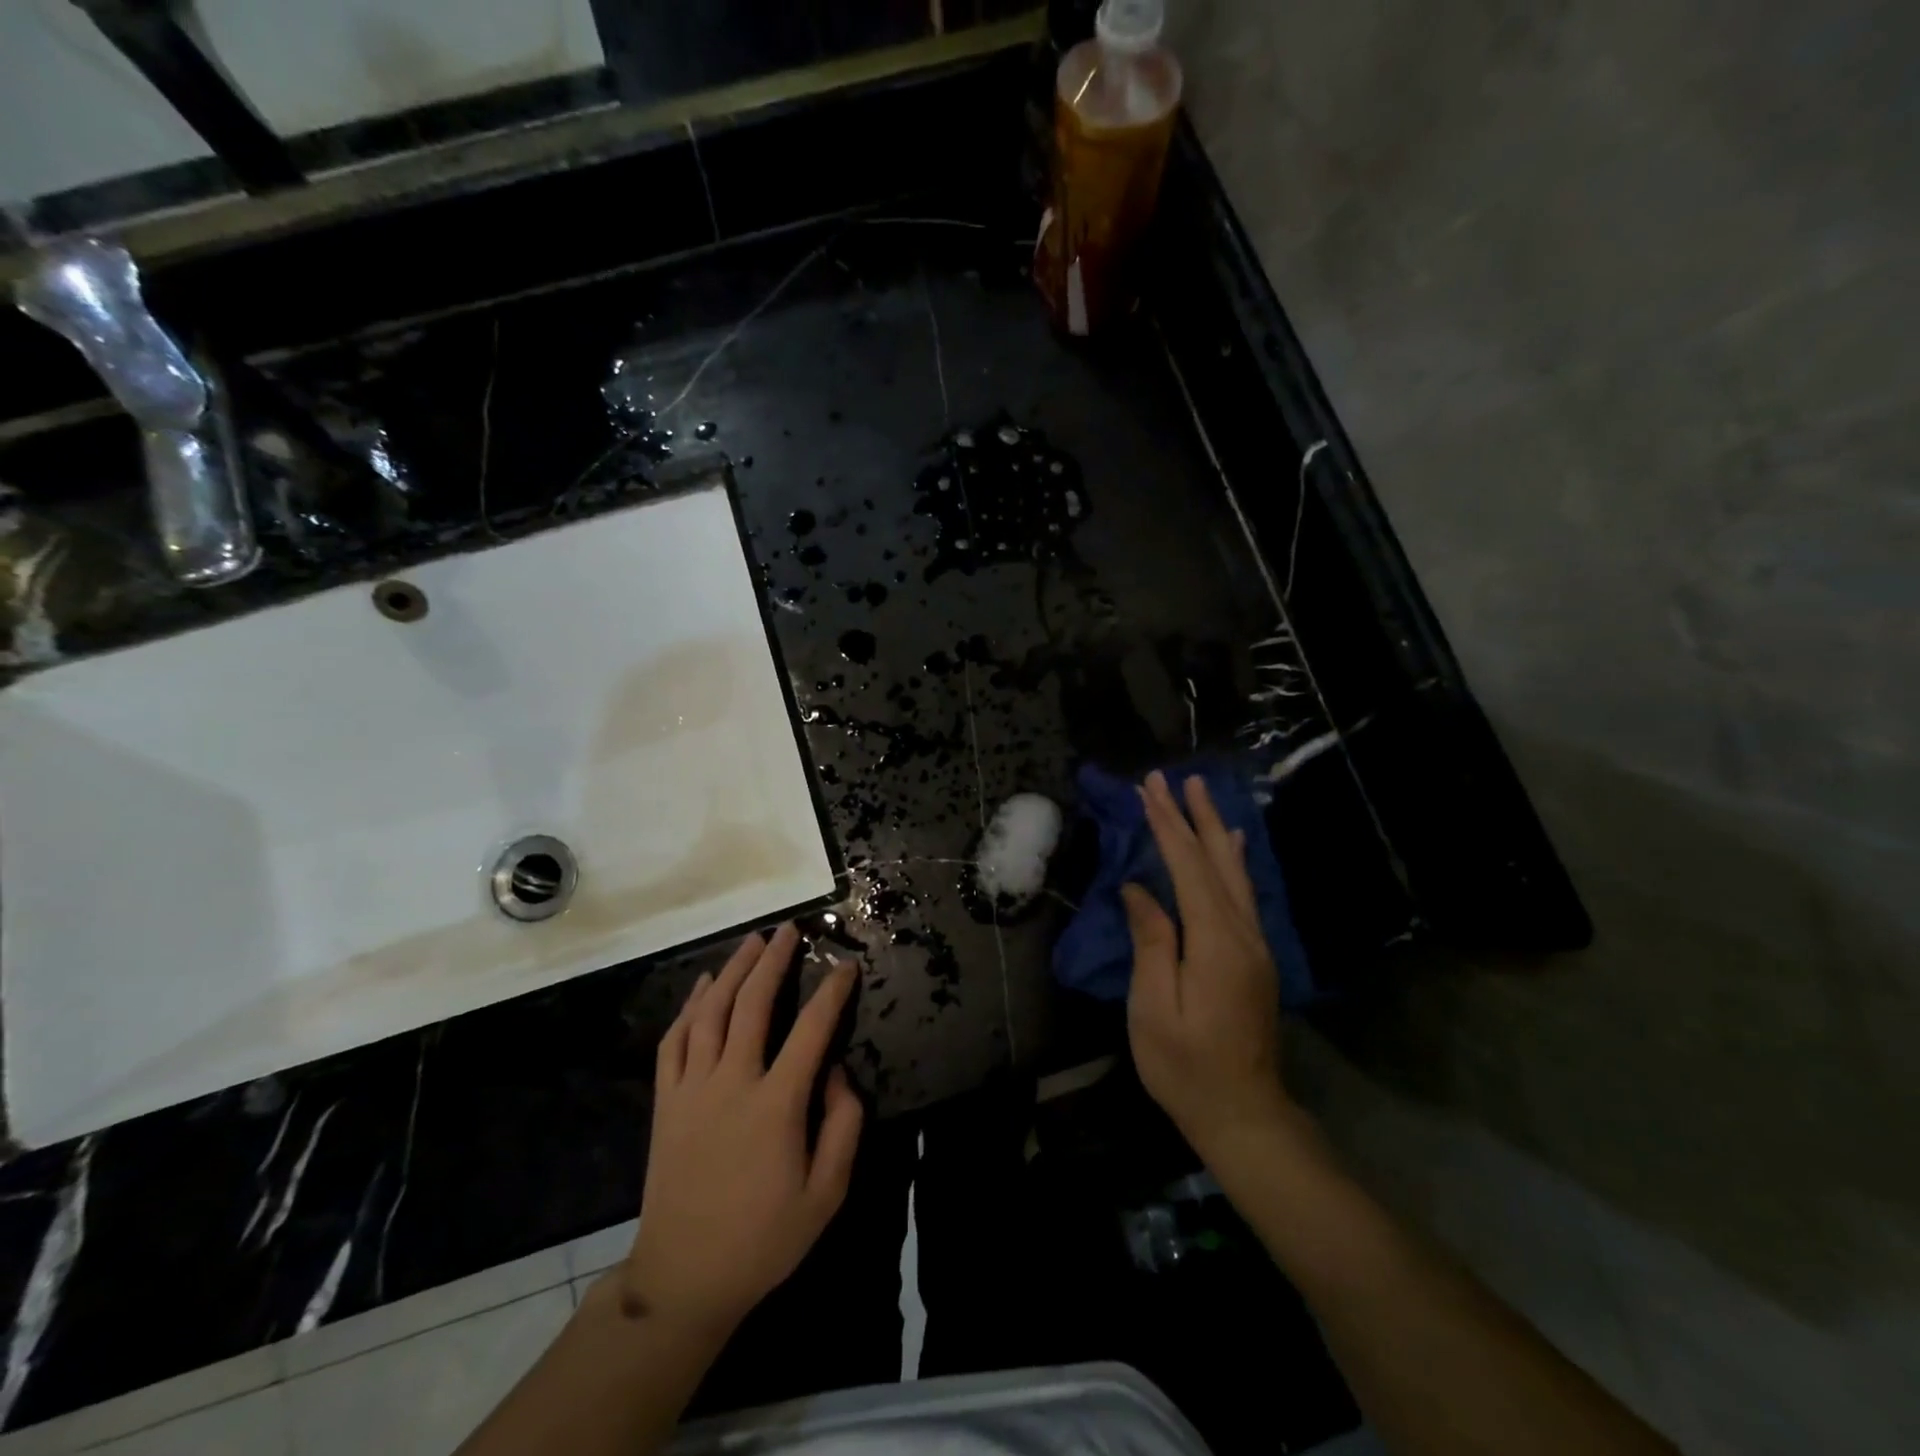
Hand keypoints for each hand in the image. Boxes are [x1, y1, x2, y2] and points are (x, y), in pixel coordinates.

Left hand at [622, 924, 862, 1339]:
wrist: (683, 1279)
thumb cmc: (764, 1240)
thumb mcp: (826, 1194)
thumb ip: (844, 1126)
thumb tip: (838, 1071)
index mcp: (776, 1105)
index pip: (811, 1030)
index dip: (832, 992)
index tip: (846, 966)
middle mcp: (732, 1083)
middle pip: (752, 1004)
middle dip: (774, 961)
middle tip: (790, 930)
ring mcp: (692, 1089)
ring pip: (710, 1012)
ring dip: (732, 970)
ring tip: (752, 942)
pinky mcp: (666, 1102)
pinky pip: (674, 1041)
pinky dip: (689, 1006)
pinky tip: (702, 986)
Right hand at [1124, 771, 1297, 1162]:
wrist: (1244, 1113)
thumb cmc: (1185, 1066)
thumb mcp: (1153, 1008)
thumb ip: (1151, 942)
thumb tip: (1139, 890)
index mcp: (1215, 942)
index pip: (1188, 868)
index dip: (1168, 826)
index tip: (1149, 789)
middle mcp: (1243, 933)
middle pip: (1217, 861)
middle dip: (1193, 816)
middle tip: (1176, 777)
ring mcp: (1255, 945)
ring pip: (1235, 873)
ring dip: (1215, 830)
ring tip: (1203, 795)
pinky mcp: (1256, 957)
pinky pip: (1244, 893)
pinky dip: (1234, 860)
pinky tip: (1234, 845)